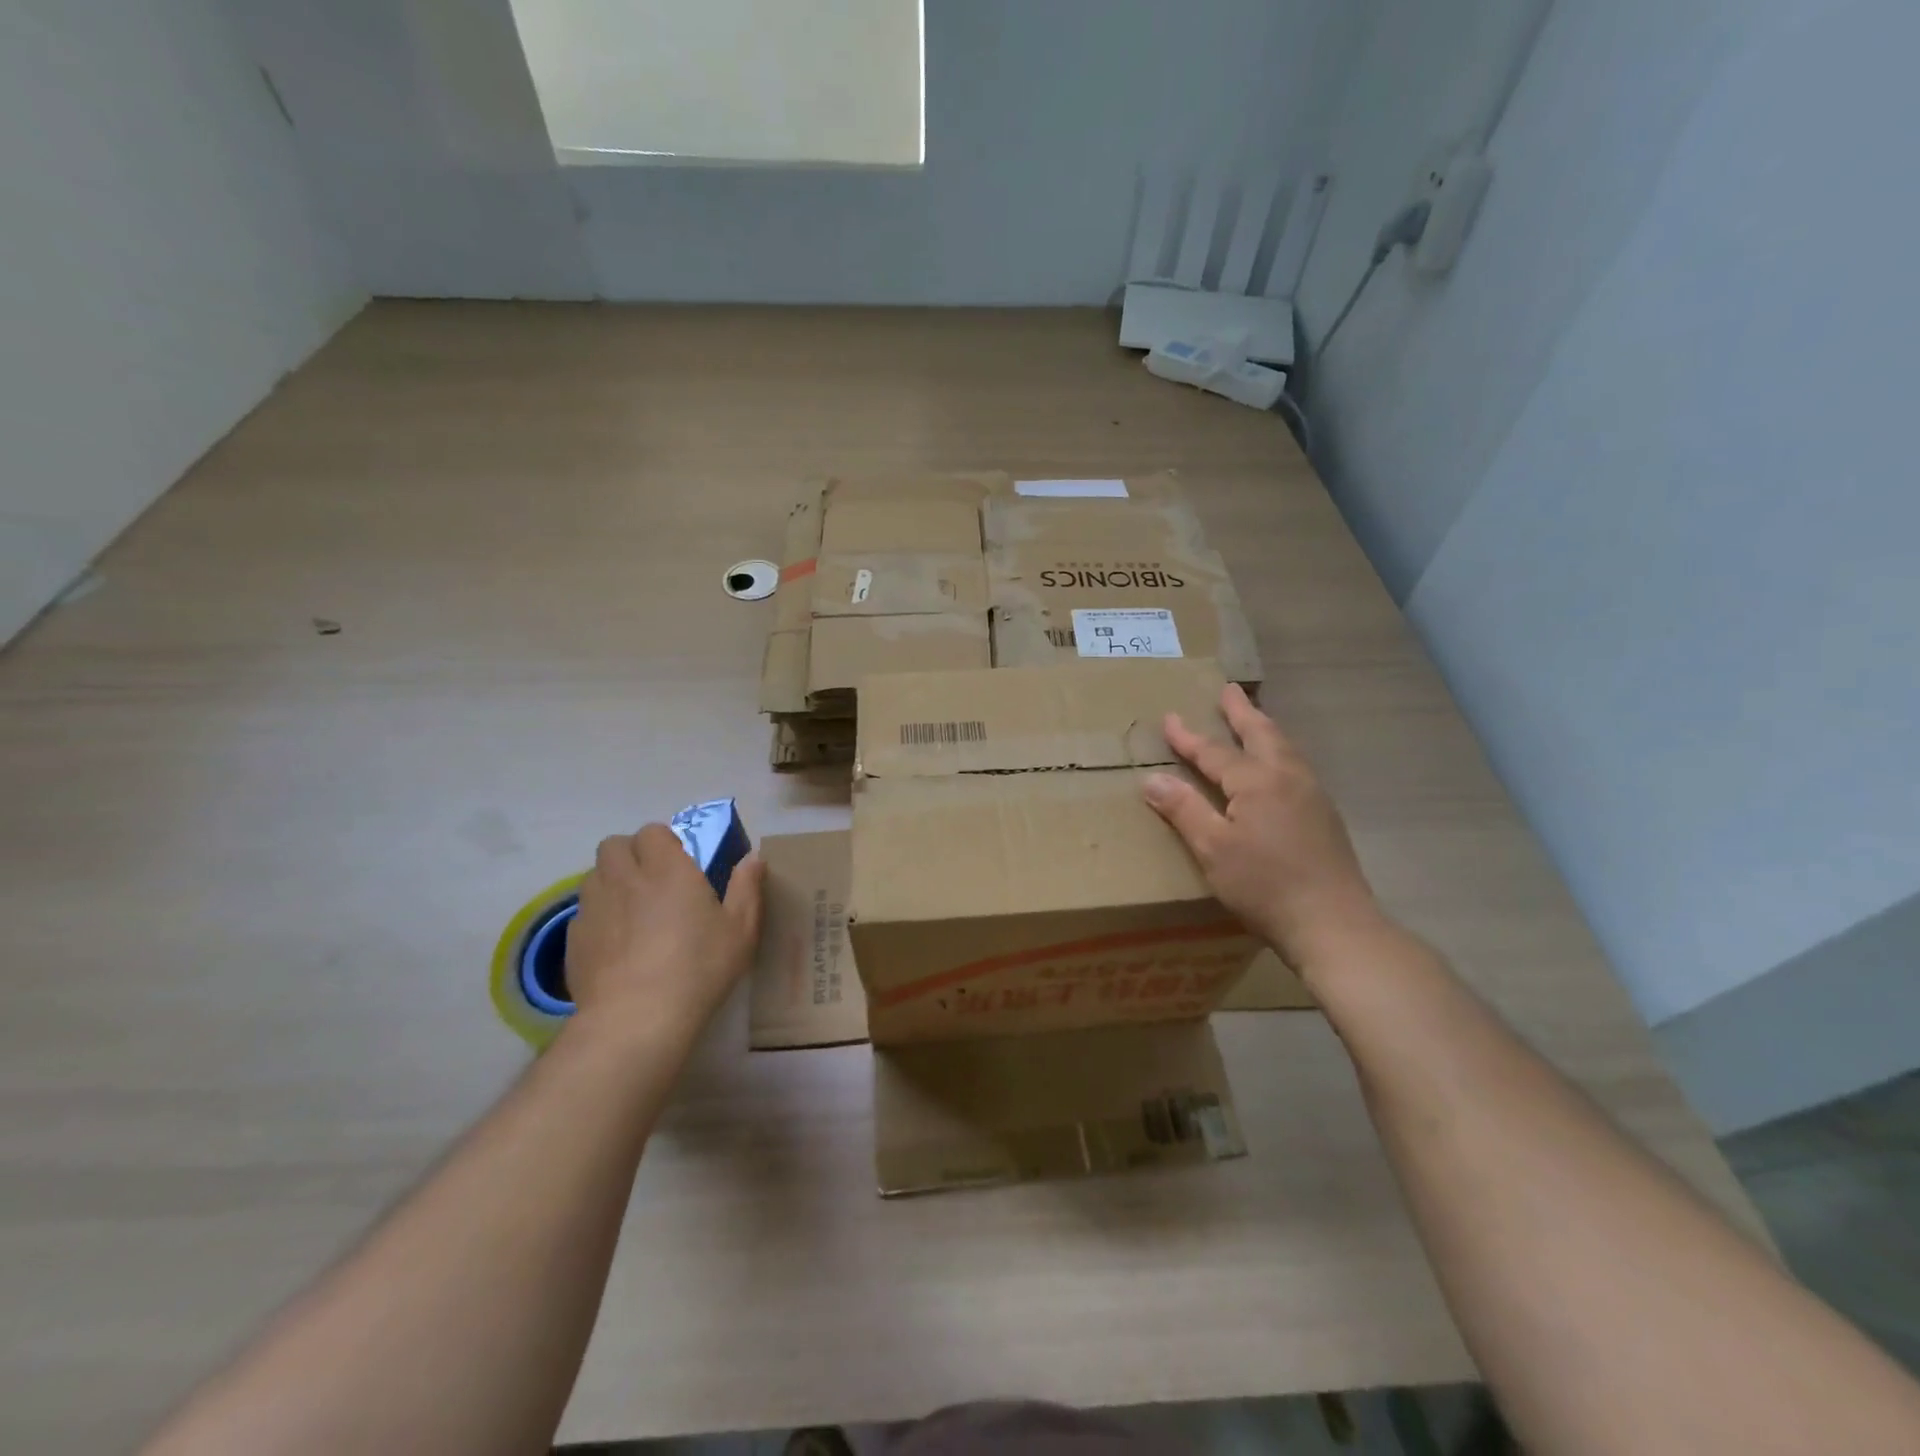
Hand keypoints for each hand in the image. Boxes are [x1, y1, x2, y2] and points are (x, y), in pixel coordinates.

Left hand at [564, 825, 765, 1048]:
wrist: (636, 1019)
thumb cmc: (698, 968)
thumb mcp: (740, 930)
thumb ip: (747, 888)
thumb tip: (754, 859)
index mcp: (667, 869)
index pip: (652, 832)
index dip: (663, 842)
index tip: (679, 863)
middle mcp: (625, 878)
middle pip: (614, 846)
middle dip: (631, 854)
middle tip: (652, 881)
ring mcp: (593, 908)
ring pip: (594, 876)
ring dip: (611, 882)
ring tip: (631, 910)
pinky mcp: (573, 939)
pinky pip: (583, 913)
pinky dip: (598, 918)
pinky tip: (616, 945)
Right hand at [1143, 684, 1386, 977]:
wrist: (1334, 924)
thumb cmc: (1265, 886)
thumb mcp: (1213, 849)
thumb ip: (1184, 810)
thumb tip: (1152, 779)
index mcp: (1257, 782)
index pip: (1215, 752)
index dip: (1188, 737)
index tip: (1168, 718)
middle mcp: (1288, 778)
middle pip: (1262, 735)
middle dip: (1242, 712)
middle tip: (1229, 690)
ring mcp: (1313, 796)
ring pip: (1285, 749)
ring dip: (1265, 729)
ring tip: (1254, 720)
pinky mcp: (1325, 817)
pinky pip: (1296, 768)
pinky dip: (1280, 753)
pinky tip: (1278, 768)